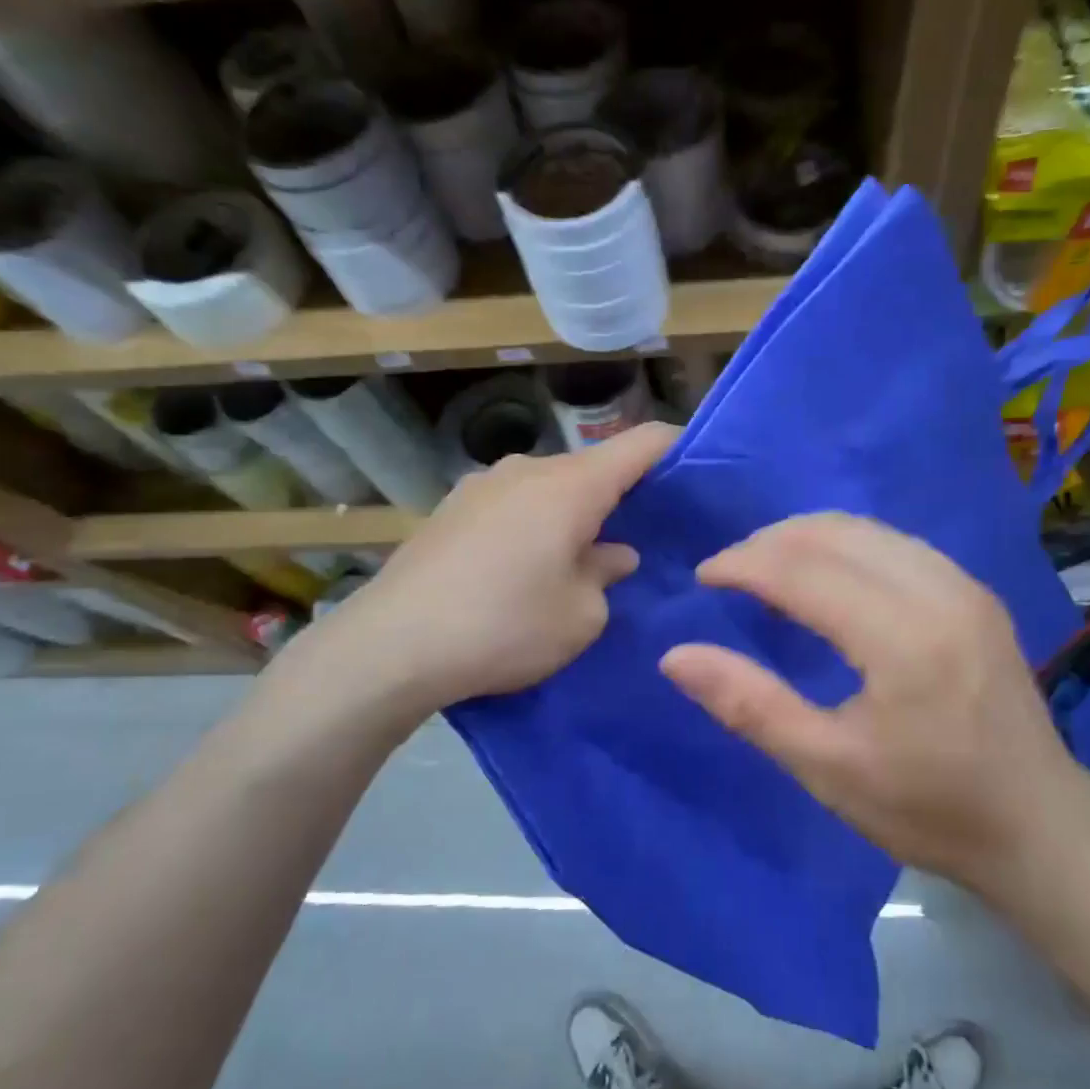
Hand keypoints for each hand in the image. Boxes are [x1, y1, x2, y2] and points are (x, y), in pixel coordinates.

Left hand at [283, 423, 678, 721]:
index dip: (675, 447)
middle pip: (592, 467)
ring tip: (576, 558)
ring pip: (549, 487)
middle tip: (637, 536)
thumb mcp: (580, 615)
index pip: (640, 443)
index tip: (696, 468)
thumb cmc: (506, 626)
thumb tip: (613, 553)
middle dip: (620, 495)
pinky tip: (522, 567)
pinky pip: (512, 504)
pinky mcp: (450, 509)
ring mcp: (482, 485)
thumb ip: (606, 575)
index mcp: (571, 486)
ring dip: (571, 513)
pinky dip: (533, 523)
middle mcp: (527, 470)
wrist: (393, 645)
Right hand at [659, 513, 1089, 894]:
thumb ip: (749, 705)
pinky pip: (893, 542)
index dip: (743, 564)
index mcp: (902, 638)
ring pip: (865, 528)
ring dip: (805, 538)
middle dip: (768, 542)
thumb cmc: (928, 809)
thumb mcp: (827, 768)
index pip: (802, 570)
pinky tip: (823, 577)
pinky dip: (844, 546)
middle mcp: (938, 591)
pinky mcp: (973, 592)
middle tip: (727, 573)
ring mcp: (963, 585)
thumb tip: (674, 656)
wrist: (1039, 825)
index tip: (702, 578)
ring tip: (765, 570)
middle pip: (833, 533)